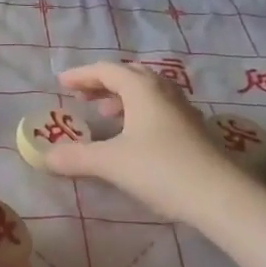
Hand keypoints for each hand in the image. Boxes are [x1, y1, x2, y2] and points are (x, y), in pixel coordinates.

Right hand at [42, 62, 231, 224]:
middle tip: (82, 96)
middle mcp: (164, 91)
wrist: (220, 196)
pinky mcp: (194, 130)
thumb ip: (76, 157)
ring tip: (105, 114)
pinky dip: (139, 112)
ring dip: (123, 97)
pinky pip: (159, 108)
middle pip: (129, 75)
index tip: (61, 84)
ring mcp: (183, 110)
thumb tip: (45, 157)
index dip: (81, 75)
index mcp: (142, 88)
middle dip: (103, 82)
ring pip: (147, 92)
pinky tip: (134, 136)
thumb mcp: (111, 163)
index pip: (106, 70)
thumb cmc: (161, 169)